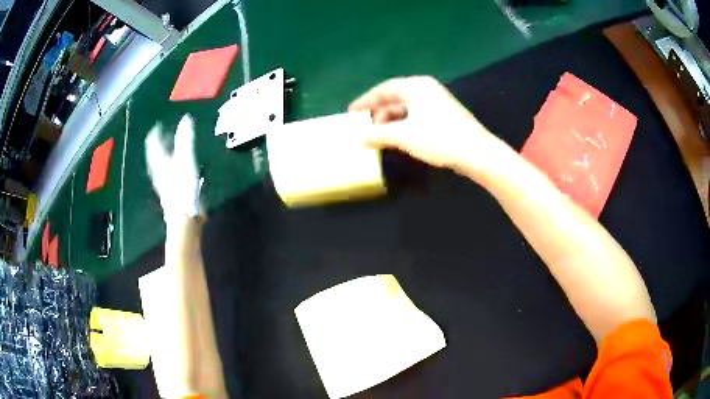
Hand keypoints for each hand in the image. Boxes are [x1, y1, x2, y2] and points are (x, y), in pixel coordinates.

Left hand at [145, 114, 202, 225]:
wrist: (184, 215)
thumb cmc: (182, 186)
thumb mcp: (185, 158)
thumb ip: (185, 139)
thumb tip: (186, 119)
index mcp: (159, 161)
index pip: (153, 143)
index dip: (155, 133)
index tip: (159, 125)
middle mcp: (158, 171)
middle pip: (155, 154)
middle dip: (160, 143)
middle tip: (166, 134)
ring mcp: (163, 182)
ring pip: (161, 163)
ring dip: (165, 154)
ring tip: (171, 148)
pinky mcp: (170, 190)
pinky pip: (168, 172)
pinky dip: (171, 164)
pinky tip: (177, 166)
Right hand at [349, 76, 502, 174]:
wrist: (476, 152)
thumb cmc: (438, 138)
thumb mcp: (404, 136)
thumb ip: (378, 135)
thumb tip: (356, 138)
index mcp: (415, 86)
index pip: (384, 89)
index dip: (365, 101)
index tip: (351, 112)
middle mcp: (425, 88)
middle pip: (395, 97)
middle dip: (378, 112)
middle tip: (363, 127)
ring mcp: (436, 101)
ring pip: (405, 107)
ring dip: (390, 120)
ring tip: (377, 135)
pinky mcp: (443, 114)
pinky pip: (415, 115)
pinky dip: (402, 124)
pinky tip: (397, 137)